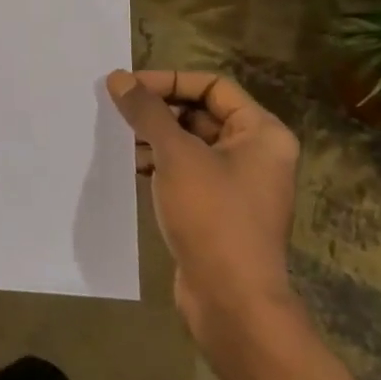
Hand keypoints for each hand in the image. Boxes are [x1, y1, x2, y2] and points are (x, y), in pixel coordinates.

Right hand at [105, 69, 301, 345]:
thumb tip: (118, 78)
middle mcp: (256, 154)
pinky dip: (160, 164)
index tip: (129, 87)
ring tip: (119, 138)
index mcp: (262, 133)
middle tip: (118, 110)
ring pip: (190, 143)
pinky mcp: (218, 210)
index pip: (213, 85)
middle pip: (201, 112)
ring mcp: (237, 184)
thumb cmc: (213, 217)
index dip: (170, 80)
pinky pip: (186, 172)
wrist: (232, 302)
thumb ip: (147, 112)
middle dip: (159, 109)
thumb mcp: (176, 156)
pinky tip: (131, 167)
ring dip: (155, 137)